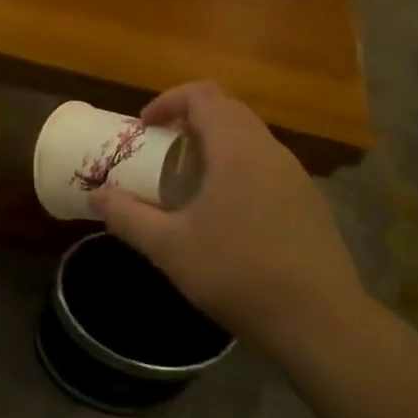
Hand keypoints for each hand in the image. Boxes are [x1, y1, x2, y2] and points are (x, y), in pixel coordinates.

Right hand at [89, 82, 365, 352]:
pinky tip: (225, 213)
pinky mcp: (309, 201)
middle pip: (227, 110)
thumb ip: (128, 217)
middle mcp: (270, 150)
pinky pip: (266, 165)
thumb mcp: (170, 248)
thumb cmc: (238, 273)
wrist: (321, 321)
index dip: (168, 101)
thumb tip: (96, 196)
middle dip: (189, 121)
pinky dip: (237, 168)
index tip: (144, 128)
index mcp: (237, 148)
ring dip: (214, 145)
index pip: (202, 95)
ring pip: (249, 138)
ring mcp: (295, 175)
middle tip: (160, 151)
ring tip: (187, 183)